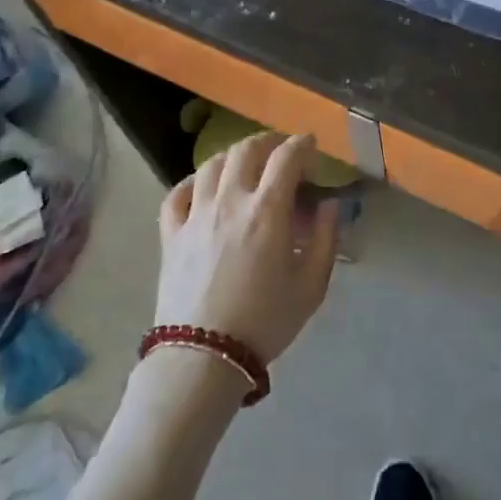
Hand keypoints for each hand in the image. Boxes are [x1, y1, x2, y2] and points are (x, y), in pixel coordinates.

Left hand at [154, 132, 338, 364]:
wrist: (204, 357)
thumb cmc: (265, 321)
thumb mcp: (312, 285)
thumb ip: (326, 239)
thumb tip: (329, 205)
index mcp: (267, 210)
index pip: (286, 157)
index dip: (302, 144)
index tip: (312, 146)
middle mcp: (230, 201)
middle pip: (246, 150)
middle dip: (268, 141)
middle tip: (281, 150)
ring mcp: (196, 215)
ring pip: (211, 164)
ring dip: (233, 156)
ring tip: (244, 164)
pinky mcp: (171, 234)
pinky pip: (177, 194)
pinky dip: (192, 182)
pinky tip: (201, 187)